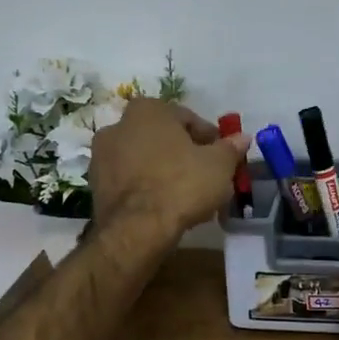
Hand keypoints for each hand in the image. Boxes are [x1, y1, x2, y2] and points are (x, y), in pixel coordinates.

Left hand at [89, 97, 252, 240]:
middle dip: (186, 155)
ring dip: (166, 172)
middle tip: (207, 177)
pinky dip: (148, 189)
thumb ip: (230, 148)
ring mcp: (102, 157)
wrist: (137, 229)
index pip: (188, 119)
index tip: (223, 158)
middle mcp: (118, 125)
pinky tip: (167, 207)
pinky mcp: (96, 186)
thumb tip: (242, 137)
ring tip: (189, 197)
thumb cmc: (181, 184)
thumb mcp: (219, 165)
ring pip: (146, 160)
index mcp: (148, 110)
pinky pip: (132, 181)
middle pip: (164, 139)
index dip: (210, 139)